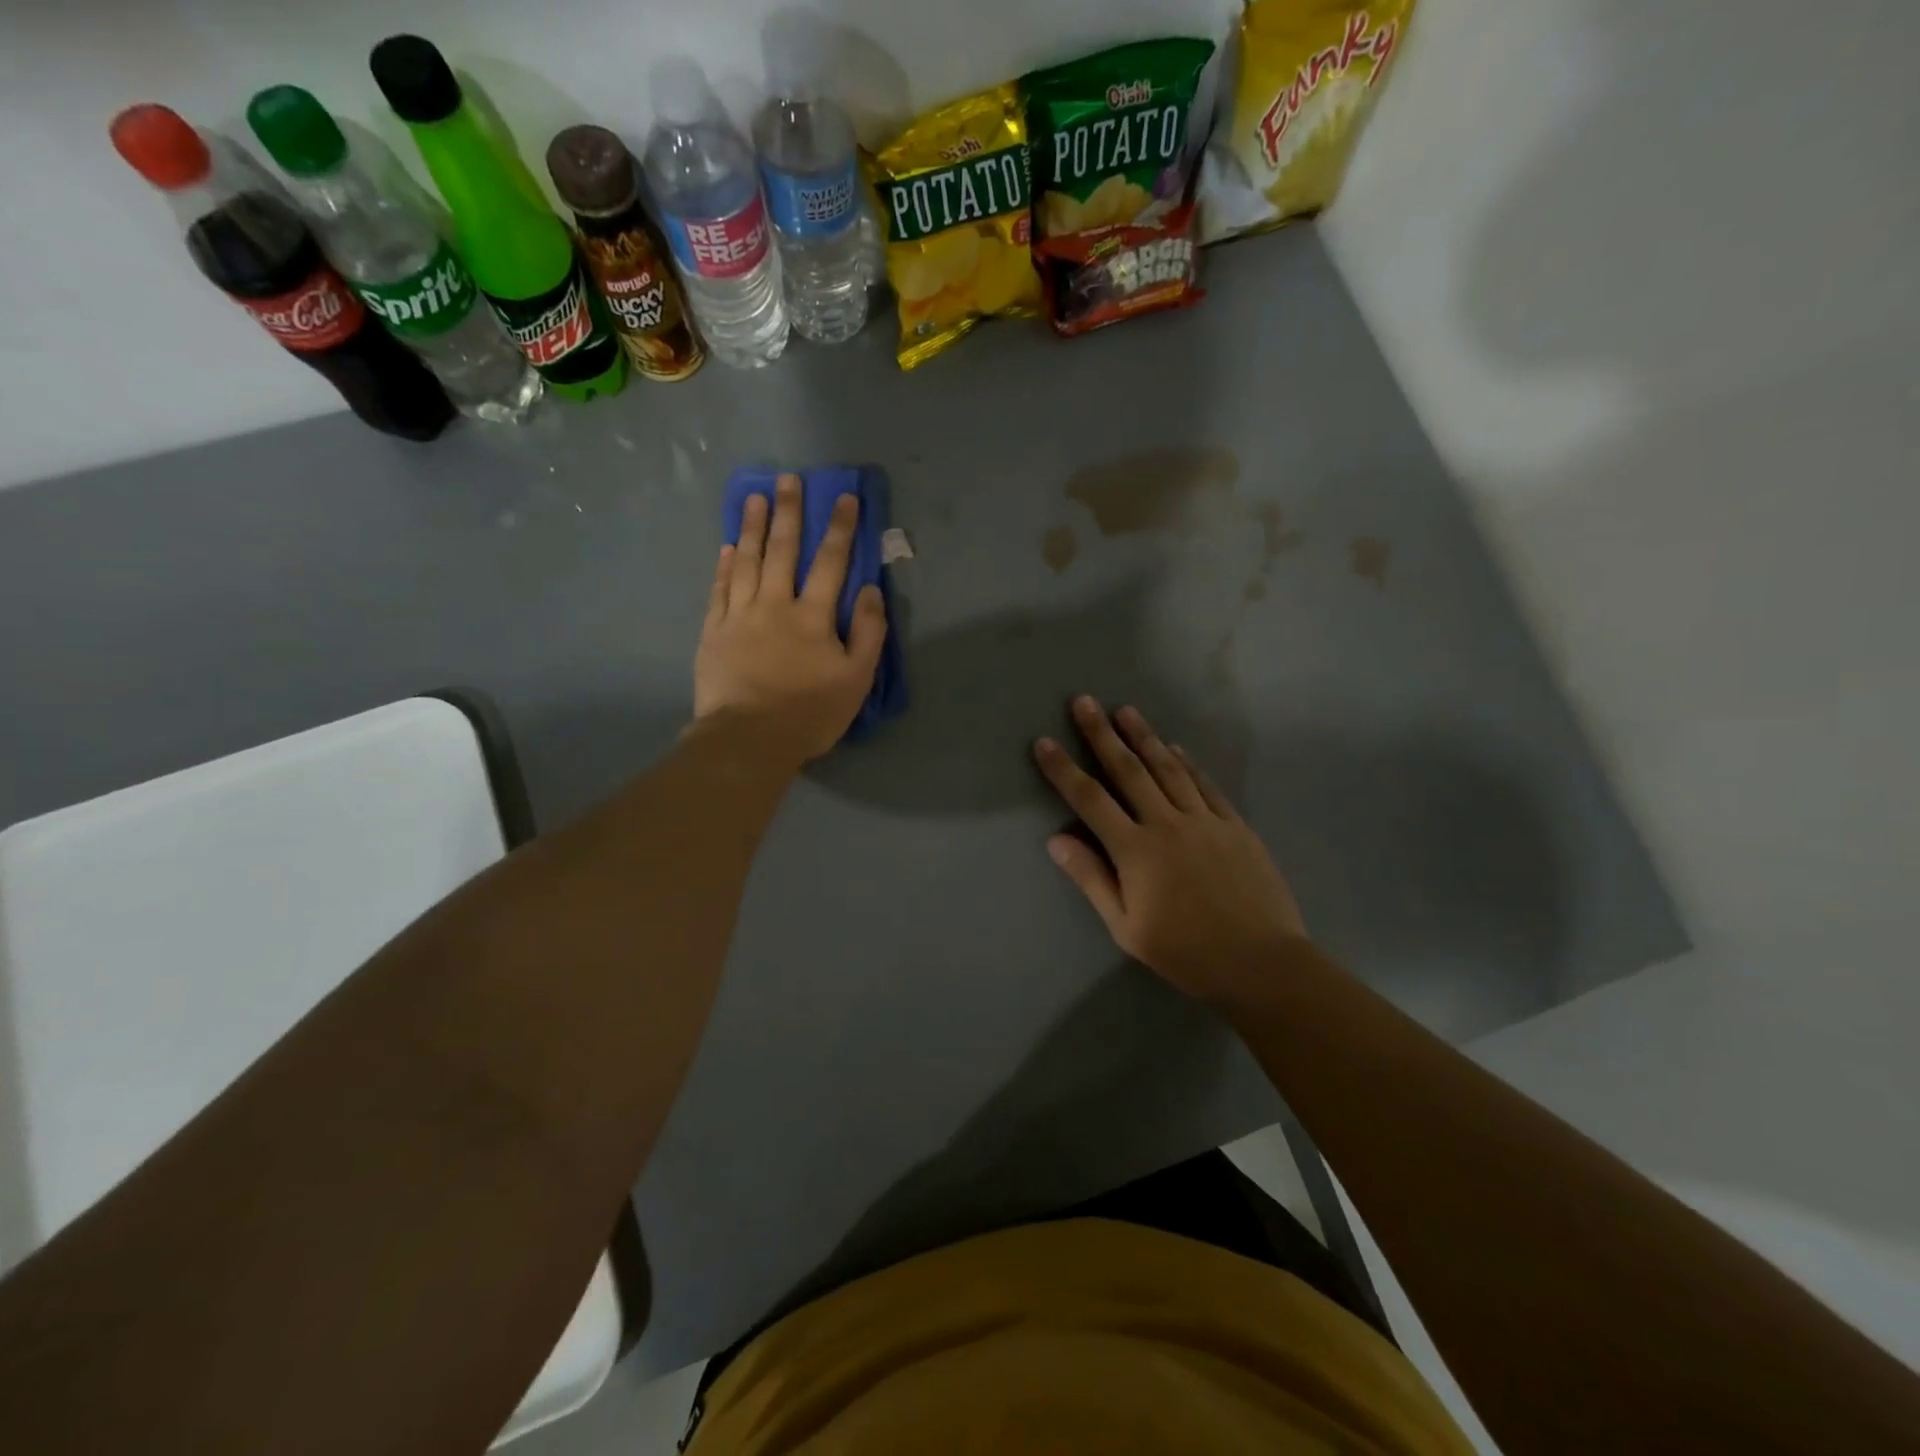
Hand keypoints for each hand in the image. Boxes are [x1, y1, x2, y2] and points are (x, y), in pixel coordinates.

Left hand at [693, 473, 886, 764]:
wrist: (749, 739)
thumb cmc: (810, 713)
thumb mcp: (857, 679)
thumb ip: (868, 633)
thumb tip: (870, 591)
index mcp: (813, 616)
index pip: (831, 563)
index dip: (840, 529)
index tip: (845, 498)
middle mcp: (775, 605)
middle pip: (783, 551)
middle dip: (789, 513)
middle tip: (789, 480)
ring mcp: (740, 616)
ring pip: (747, 562)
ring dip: (753, 528)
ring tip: (756, 498)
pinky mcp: (714, 631)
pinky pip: (720, 589)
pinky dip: (725, 566)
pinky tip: (728, 547)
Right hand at [1034, 698, 1307, 1006]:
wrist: (1261, 962)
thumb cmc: (1185, 952)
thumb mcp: (1126, 926)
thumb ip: (1092, 879)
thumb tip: (1056, 840)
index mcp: (1135, 851)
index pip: (1090, 800)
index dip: (1063, 769)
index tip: (1044, 742)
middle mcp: (1167, 824)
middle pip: (1128, 770)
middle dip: (1102, 734)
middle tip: (1084, 702)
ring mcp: (1205, 820)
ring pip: (1168, 768)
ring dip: (1144, 736)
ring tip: (1125, 710)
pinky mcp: (1235, 826)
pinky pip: (1205, 785)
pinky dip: (1187, 763)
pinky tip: (1175, 748)